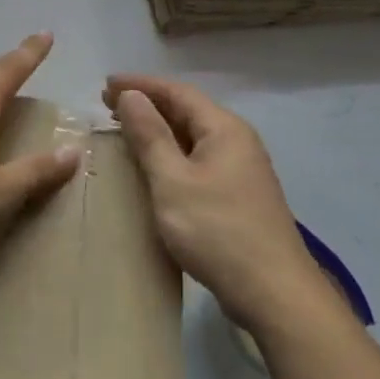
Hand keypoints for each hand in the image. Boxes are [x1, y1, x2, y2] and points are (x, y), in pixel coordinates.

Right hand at [105, 74, 321, 325]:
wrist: (274, 293)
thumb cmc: (217, 231)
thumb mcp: (172, 180)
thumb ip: (150, 135)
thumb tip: (131, 96)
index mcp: (224, 129)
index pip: (177, 92)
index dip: (140, 85)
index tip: (105, 85)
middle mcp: (237, 140)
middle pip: (187, 110)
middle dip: (147, 104)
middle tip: (107, 105)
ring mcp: (241, 169)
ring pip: (192, 136)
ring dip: (158, 129)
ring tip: (124, 130)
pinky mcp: (239, 194)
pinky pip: (198, 158)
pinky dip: (170, 152)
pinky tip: (153, 165)